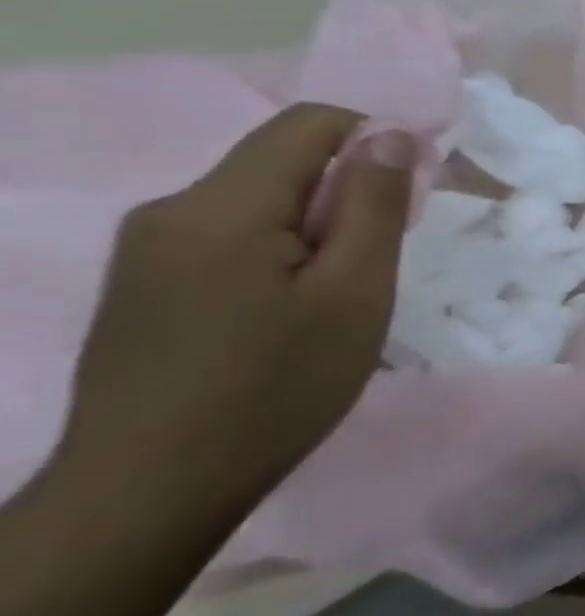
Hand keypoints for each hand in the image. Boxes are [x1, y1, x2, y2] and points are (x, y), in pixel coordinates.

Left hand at [52, 105, 413, 525]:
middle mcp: (170, 211)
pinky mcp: (143, 283)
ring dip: (315, 229)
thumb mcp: (354, 294)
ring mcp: (146, 249)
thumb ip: (372, 206)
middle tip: (377, 265)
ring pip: (257, 203)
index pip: (308, 125)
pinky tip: (290, 313)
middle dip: (345, 195)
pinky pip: (228, 237)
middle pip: (280, 163)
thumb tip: (387, 135)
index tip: (410, 195)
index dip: (374, 140)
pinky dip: (279, 253)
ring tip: (337, 298)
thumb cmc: (276, 388)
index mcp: (220, 207)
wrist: (151, 490)